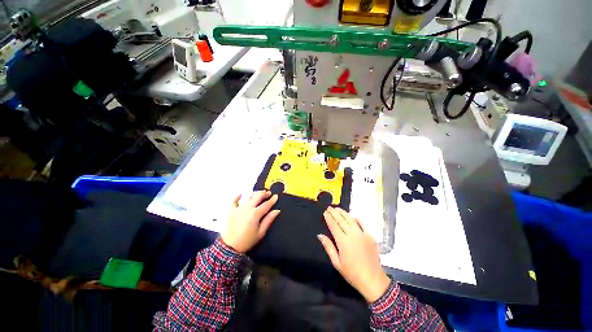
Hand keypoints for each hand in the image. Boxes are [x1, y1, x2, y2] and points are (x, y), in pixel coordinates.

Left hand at [221, 191, 279, 253]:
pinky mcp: (231, 210)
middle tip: (268, 194)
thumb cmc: (247, 241)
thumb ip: (269, 220)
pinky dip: (238, 196)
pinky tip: (241, 195)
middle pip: (258, 196)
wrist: (229, 247)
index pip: (266, 204)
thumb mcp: (261, 232)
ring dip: (254, 193)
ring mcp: (238, 208)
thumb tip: (277, 211)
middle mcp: (247, 208)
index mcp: (255, 214)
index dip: (272, 199)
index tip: (276, 196)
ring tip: (257, 195)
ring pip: (248, 195)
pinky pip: (233, 199)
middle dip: (264, 193)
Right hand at [318, 207, 390, 302]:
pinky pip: (362, 223)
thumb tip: (320, 235)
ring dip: (343, 213)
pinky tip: (352, 215)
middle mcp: (352, 235)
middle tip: (329, 207)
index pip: (334, 225)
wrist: (373, 280)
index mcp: (343, 241)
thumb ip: (328, 247)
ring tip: (337, 208)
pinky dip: (356, 218)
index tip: (325, 212)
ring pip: (351, 220)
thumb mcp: (337, 263)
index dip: (329, 218)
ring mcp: (362, 234)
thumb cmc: (352, 273)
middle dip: (334, 213)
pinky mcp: (370, 236)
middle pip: (341, 220)